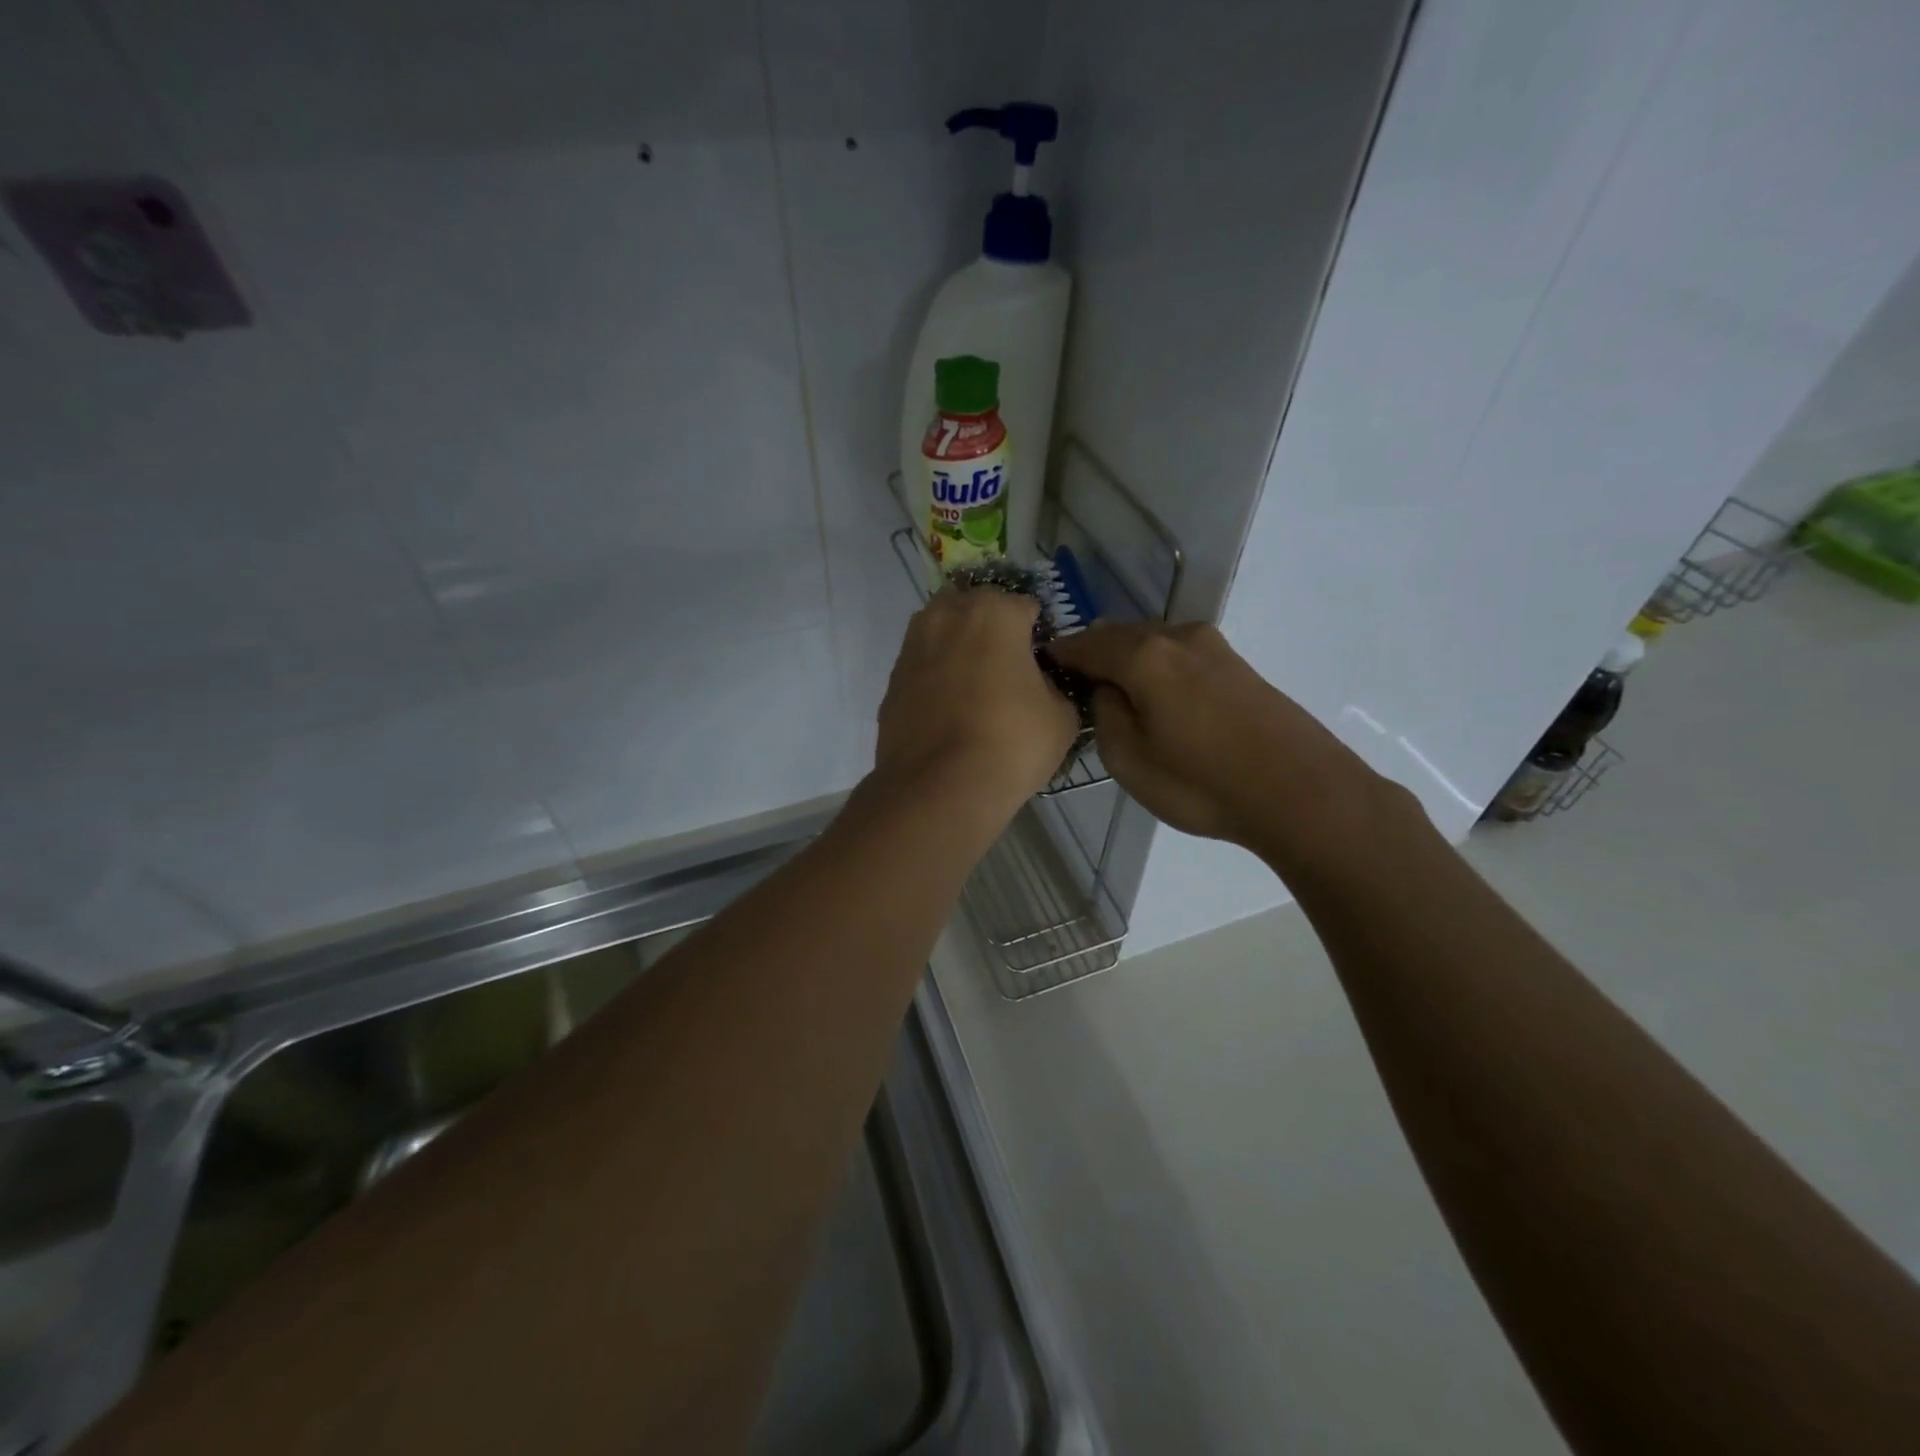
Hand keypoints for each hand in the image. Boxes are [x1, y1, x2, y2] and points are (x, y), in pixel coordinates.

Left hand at [873, 586, 1079, 814]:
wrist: (938, 787)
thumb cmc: (1010, 744)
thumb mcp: (1061, 718)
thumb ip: (1054, 687)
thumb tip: (1041, 687)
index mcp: (995, 613)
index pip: (1026, 606)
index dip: (1038, 633)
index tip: (1043, 661)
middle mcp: (948, 615)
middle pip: (977, 608)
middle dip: (993, 628)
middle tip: (1009, 667)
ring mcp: (913, 645)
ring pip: (942, 630)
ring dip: (959, 645)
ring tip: (975, 684)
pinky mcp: (892, 678)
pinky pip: (922, 664)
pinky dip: (935, 675)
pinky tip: (949, 708)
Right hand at [1047, 621, 1380, 860]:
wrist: (1301, 793)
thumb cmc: (1202, 782)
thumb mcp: (1129, 759)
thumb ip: (1106, 714)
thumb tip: (1108, 689)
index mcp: (1144, 655)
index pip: (1086, 644)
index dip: (1061, 655)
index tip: (1042, 666)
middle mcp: (1179, 637)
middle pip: (1121, 634)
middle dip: (1095, 653)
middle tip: (1077, 681)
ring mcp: (1215, 648)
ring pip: (1154, 643)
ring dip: (1129, 659)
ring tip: (1116, 690)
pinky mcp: (1239, 666)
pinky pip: (1181, 656)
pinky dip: (1159, 668)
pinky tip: (1159, 697)